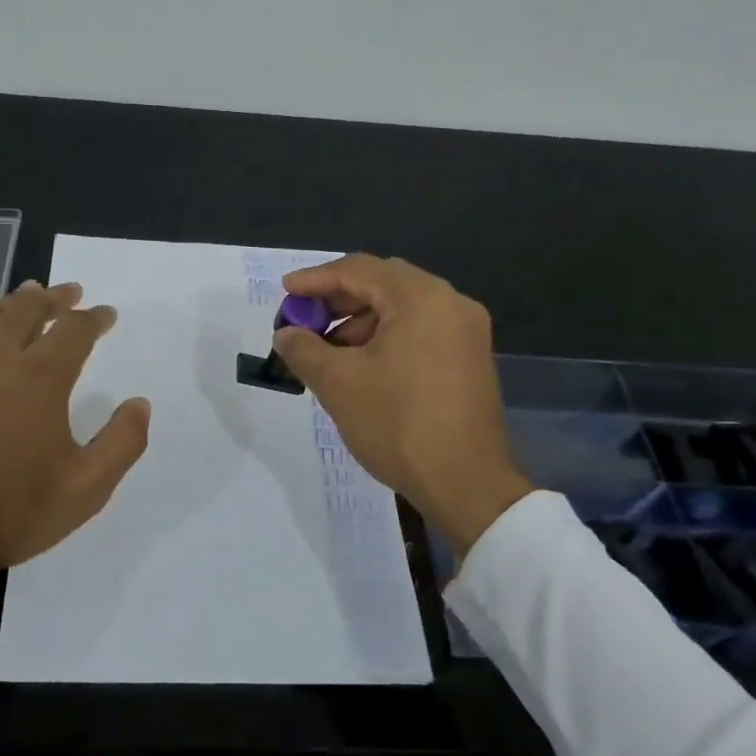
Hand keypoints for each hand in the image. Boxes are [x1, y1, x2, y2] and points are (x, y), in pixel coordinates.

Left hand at [0, 281, 150, 597]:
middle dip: (54, 296)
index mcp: (39, 378)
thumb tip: (139, 404)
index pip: (73, 330)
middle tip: (71, 291)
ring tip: (30, 295)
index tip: (107, 314)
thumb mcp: (86, 488)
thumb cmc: (12, 510)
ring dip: (16, 302)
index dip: (93, 318)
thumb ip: (122, 442)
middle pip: (27, 308)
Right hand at [273, 255, 531, 550]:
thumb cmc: (398, 424)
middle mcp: (451, 303)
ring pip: (402, 309)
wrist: (466, 484)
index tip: (286, 292)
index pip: (359, 270)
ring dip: (361, 322)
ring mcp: (466, 332)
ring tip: (328, 353)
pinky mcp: (470, 358)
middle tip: (304, 320)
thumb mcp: (338, 383)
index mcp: (421, 299)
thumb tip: (286, 333)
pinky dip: (386, 338)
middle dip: (338, 300)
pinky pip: (420, 331)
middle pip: (383, 284)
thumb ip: (303, 349)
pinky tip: (362, 367)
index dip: (316, 279)